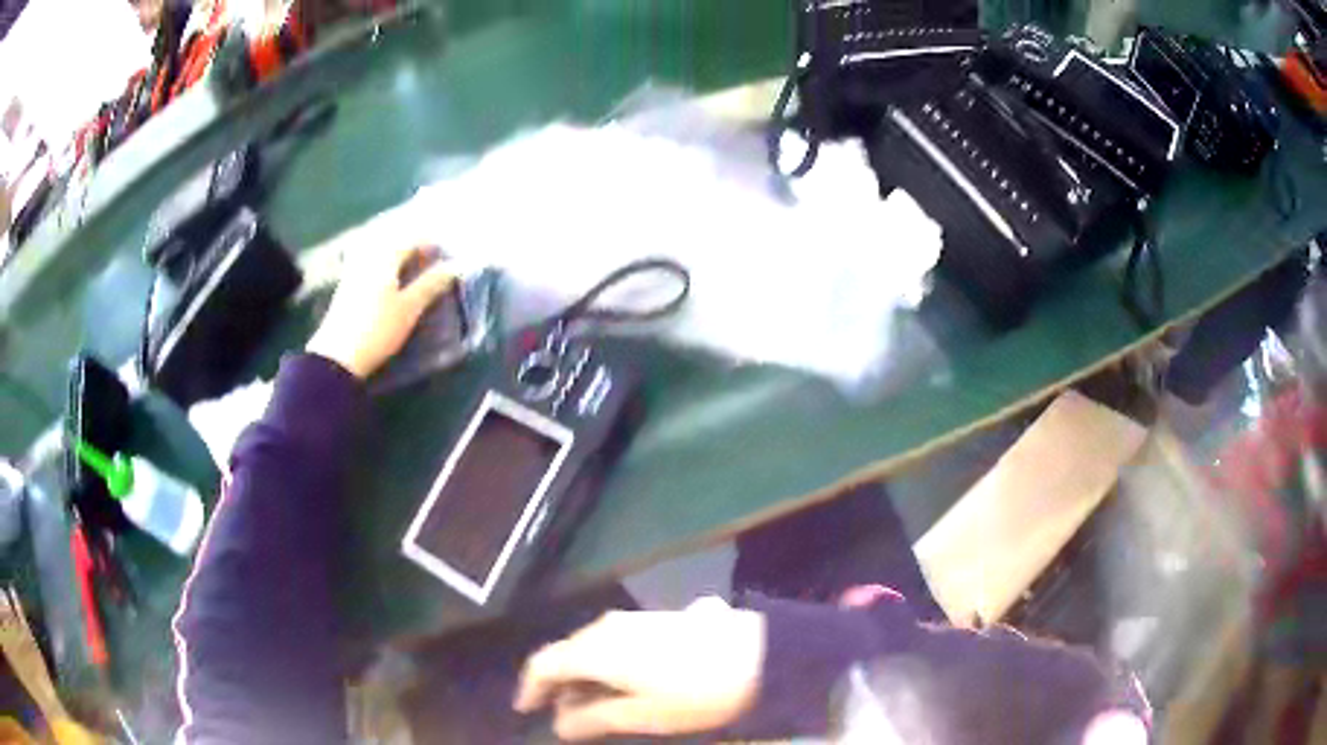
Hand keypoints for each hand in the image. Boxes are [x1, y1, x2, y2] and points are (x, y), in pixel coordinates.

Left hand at [306, 245, 454, 378]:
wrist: (338, 357)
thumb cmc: (377, 330)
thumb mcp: (409, 308)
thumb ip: (431, 284)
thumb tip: (456, 266)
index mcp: (384, 258)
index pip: (412, 240)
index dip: (431, 245)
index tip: (447, 257)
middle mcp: (367, 258)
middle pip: (394, 242)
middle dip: (414, 248)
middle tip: (431, 261)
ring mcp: (353, 272)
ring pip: (379, 253)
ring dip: (397, 257)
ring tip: (412, 270)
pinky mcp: (346, 287)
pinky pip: (368, 264)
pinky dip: (383, 267)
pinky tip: (389, 280)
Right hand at [514, 597, 764, 740]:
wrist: (757, 655)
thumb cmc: (693, 694)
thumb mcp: (641, 716)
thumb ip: (594, 718)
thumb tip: (559, 724)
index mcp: (596, 650)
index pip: (544, 662)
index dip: (530, 686)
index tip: (527, 710)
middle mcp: (608, 627)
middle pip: (568, 652)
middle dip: (559, 684)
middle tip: (564, 714)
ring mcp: (636, 619)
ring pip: (593, 645)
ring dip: (586, 673)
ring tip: (594, 702)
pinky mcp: (660, 618)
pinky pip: (618, 640)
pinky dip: (610, 662)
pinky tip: (626, 679)